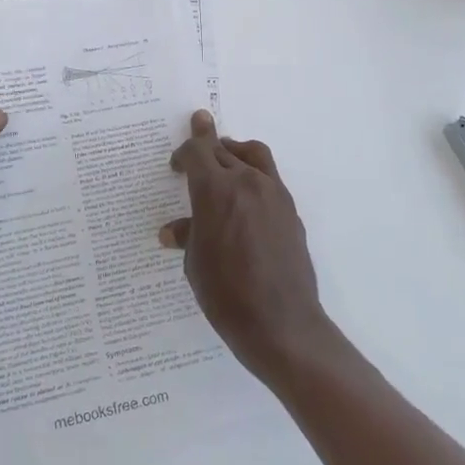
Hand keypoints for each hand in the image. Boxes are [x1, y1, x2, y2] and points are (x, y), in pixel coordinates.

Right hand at [160, 110, 332, 386]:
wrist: (281, 323)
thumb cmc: (226, 295)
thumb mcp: (195, 264)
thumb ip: (188, 236)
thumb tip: (174, 230)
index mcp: (215, 191)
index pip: (197, 152)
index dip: (184, 152)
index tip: (176, 163)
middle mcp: (246, 182)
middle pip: (223, 149)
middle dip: (206, 144)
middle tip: (197, 140)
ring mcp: (273, 194)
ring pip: (253, 154)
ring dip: (234, 150)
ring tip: (225, 155)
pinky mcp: (290, 210)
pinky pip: (269, 177)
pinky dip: (254, 173)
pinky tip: (246, 195)